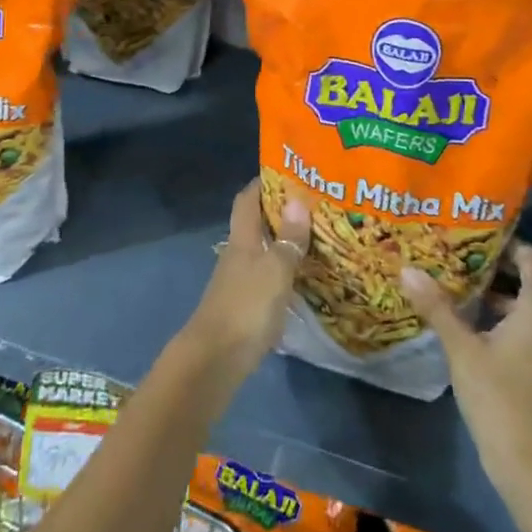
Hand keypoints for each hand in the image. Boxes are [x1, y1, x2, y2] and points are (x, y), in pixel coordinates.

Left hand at [182, 182, 309, 378]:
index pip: (247, 199)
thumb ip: (288, 239)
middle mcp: (238, 253)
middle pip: (255, 223)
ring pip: (262, 249)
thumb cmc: (246, 307)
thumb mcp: (275, 270)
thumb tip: (298, 199)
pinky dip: (283, 269)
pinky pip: (267, 276)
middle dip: (280, 210)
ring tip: (316, 236)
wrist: (215, 359)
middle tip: (314, 204)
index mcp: (242, 238)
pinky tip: (304, 275)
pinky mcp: (245, 305)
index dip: (263, 182)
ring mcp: (239, 280)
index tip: (288, 171)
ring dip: (283, 241)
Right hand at [403, 243, 531, 490]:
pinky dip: (529, 323)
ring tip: (479, 299)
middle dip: (519, 269)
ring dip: (522, 298)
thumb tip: (408, 270)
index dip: (511, 246)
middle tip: (481, 266)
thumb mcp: (462, 349)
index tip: (480, 244)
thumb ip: (438, 307)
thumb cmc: (499, 399)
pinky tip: (494, 338)